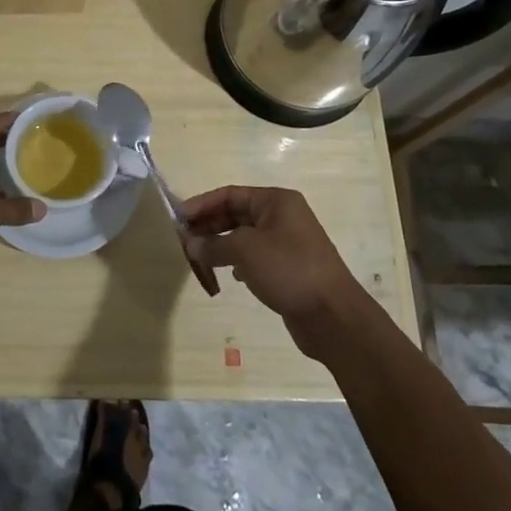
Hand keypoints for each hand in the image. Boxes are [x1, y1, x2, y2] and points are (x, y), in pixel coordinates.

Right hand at [182, 186, 372, 355]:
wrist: (333, 316)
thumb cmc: (289, 269)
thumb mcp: (245, 251)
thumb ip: (213, 244)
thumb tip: (189, 244)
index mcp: (276, 201)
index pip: (229, 194)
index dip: (201, 205)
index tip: (177, 219)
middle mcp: (282, 216)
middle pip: (235, 214)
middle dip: (208, 226)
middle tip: (182, 241)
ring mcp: (287, 243)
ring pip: (243, 237)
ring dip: (220, 246)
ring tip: (198, 259)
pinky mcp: (288, 268)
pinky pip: (253, 257)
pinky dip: (236, 262)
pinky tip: (228, 276)